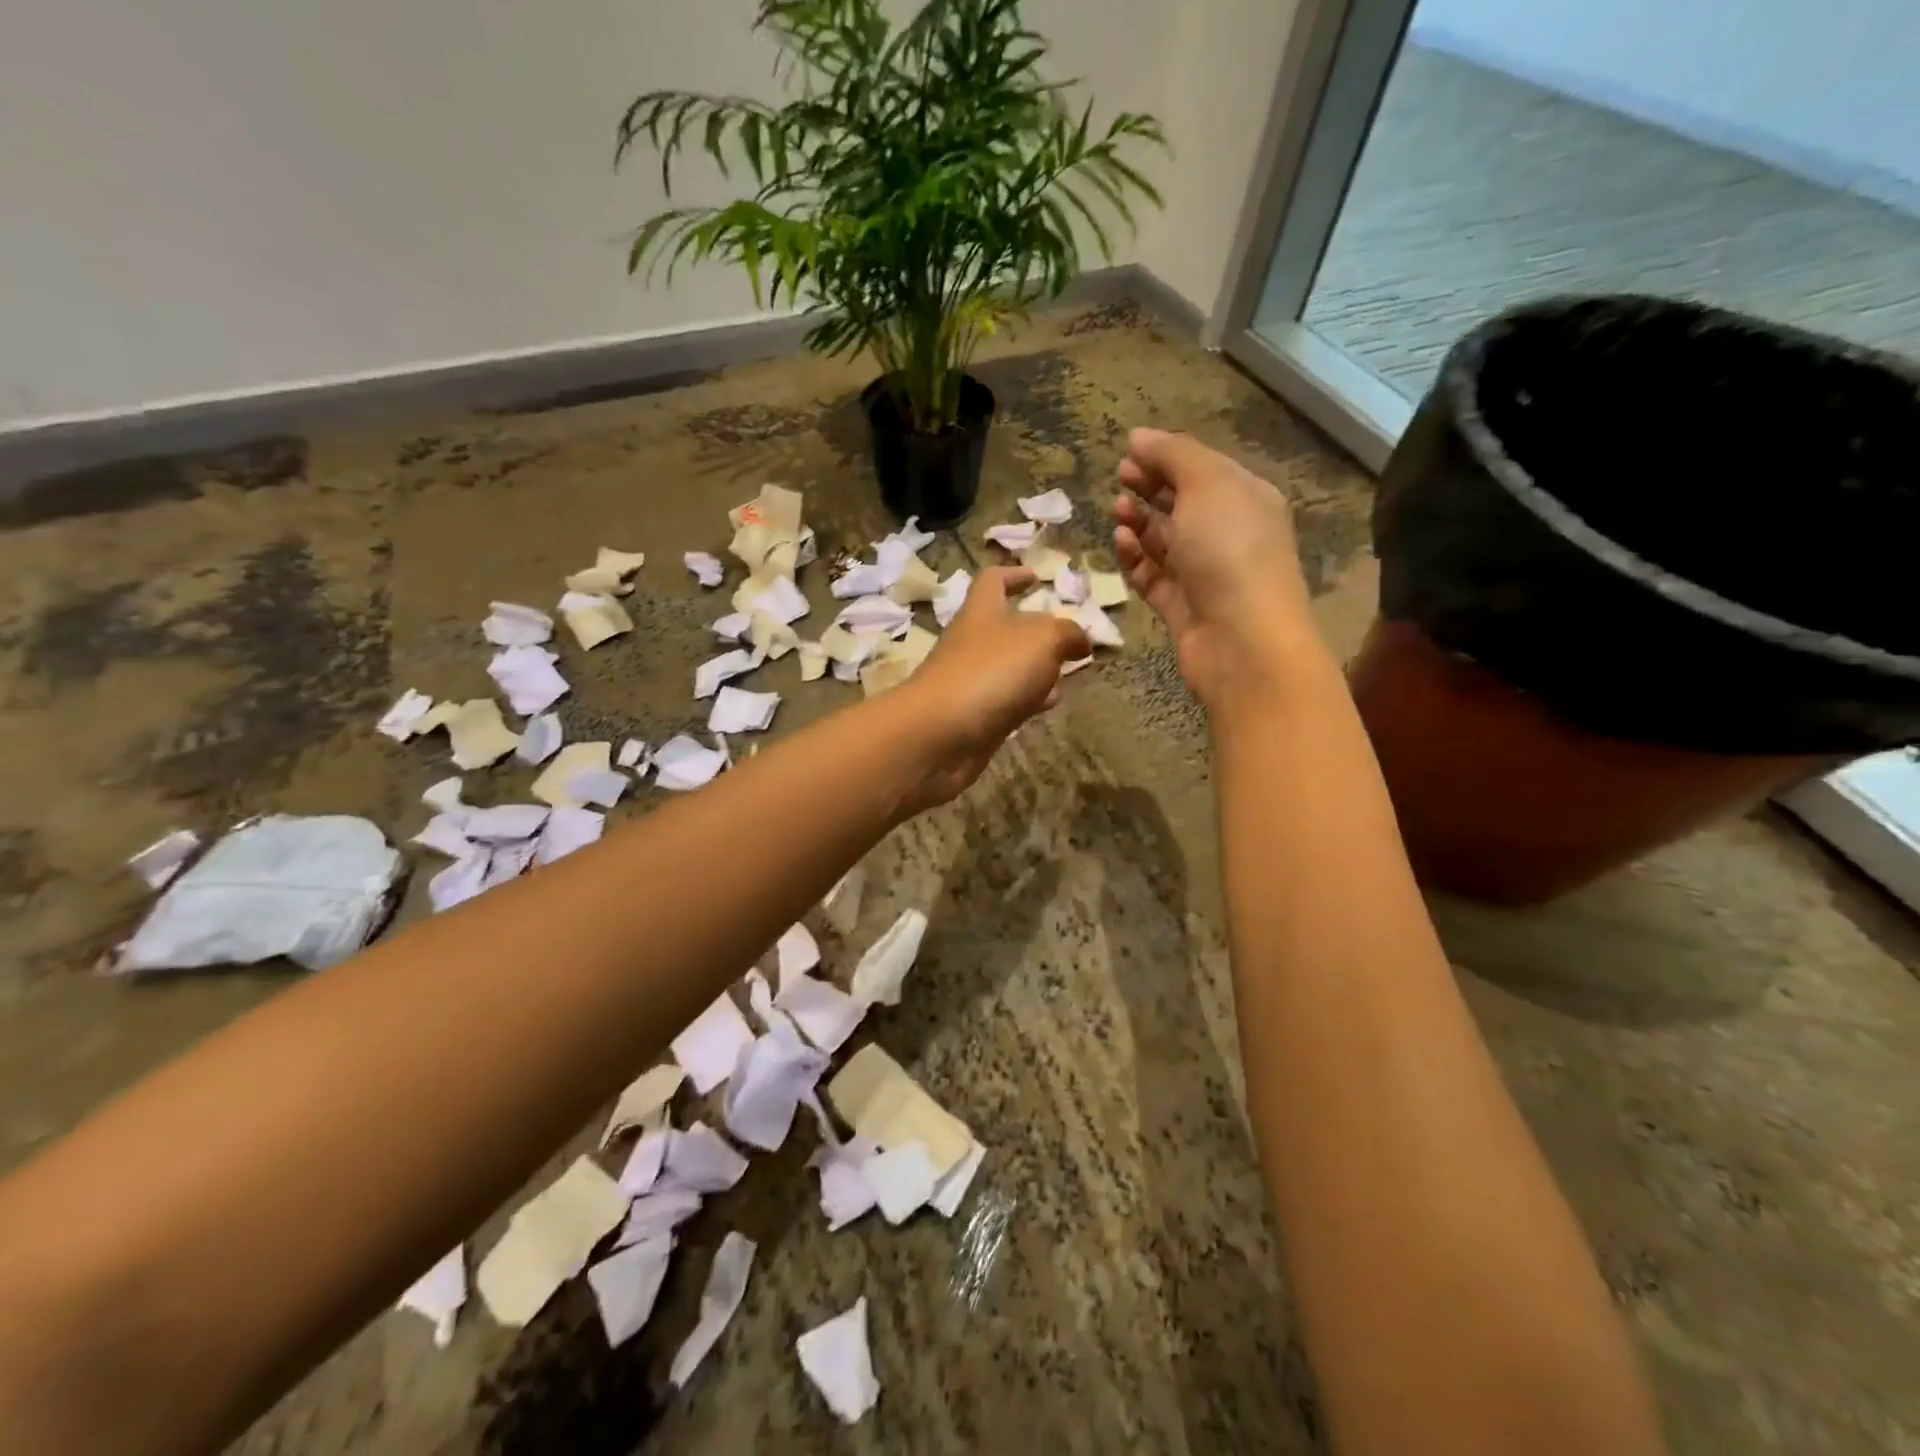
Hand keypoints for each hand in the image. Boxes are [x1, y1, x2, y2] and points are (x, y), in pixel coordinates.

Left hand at [897, 566, 1090, 808]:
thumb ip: (1067, 633)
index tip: (1036, 577)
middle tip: (1066, 639)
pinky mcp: (973, 717)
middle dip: (1036, 632)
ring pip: (1008, 667)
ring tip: (1066, 674)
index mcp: (982, 611)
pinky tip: (1046, 705)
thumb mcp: (1042, 640)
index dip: (1013, 575)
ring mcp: (970, 681)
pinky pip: (1005, 700)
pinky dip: (1027, 700)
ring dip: (1035, 669)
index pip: (993, 581)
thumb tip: (1080, 639)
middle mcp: (972, 642)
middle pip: (1004, 628)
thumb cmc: (990, 672)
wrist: (940, 735)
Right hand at [1114, 429, 1323, 709]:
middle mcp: (1227, 534)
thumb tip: (1139, 436)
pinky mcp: (1181, 606)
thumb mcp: (1207, 485)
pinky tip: (1120, 543)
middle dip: (1150, 488)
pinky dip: (1135, 559)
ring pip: (1163, 541)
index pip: (1202, 470)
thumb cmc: (1230, 551)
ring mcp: (1203, 573)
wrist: (1242, 640)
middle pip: (1182, 504)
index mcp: (1245, 499)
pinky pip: (1152, 576)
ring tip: (1117, 512)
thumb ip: (1173, 455)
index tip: (1129, 452)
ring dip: (1139, 523)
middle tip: (1120, 478)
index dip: (1167, 458)